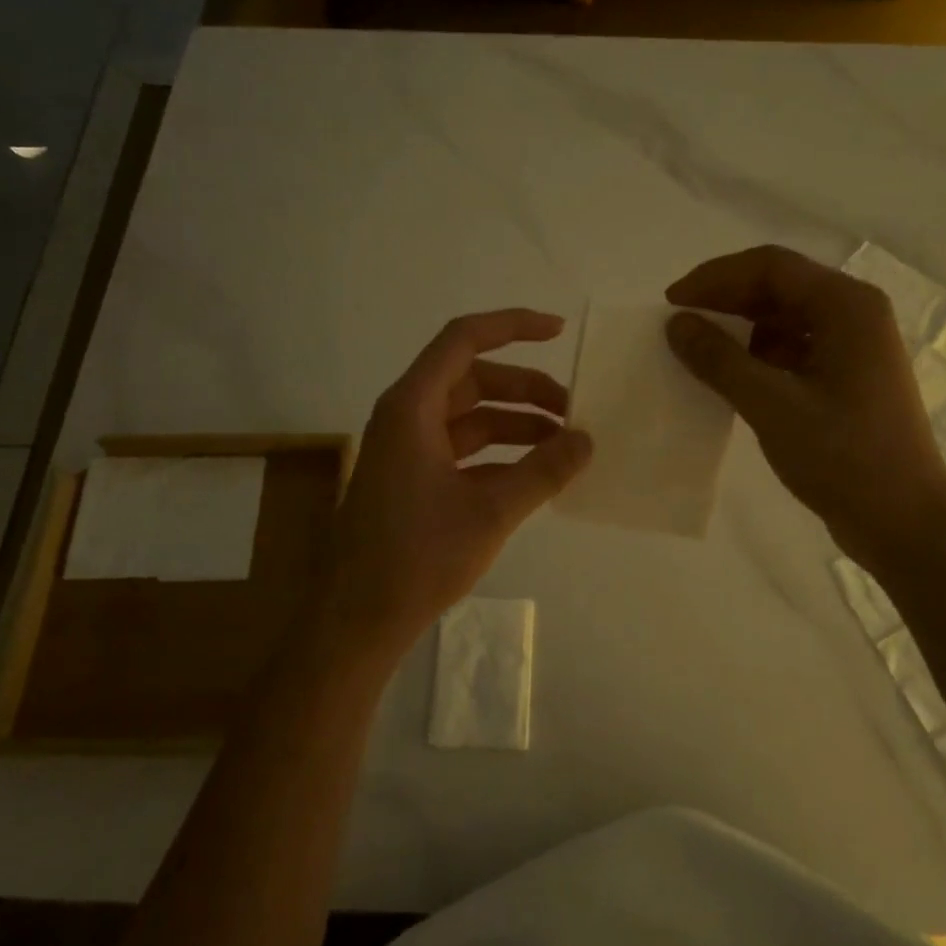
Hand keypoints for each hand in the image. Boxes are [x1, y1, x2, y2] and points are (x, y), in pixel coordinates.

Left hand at [322, 310, 592, 664]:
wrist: (358, 619)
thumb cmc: (418, 557)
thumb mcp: (491, 511)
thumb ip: (544, 470)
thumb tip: (587, 439)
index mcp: (412, 407)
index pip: (464, 340)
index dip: (512, 326)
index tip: (559, 332)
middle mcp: (406, 416)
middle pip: (472, 379)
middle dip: (525, 389)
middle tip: (573, 409)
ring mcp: (407, 449)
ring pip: (469, 416)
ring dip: (515, 423)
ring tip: (563, 444)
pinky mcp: (411, 478)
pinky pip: (462, 449)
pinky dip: (498, 454)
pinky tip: (534, 474)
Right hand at [665, 245, 945, 571]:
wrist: (903, 523)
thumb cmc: (843, 458)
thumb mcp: (772, 406)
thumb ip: (719, 360)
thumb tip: (676, 323)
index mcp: (846, 307)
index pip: (770, 267)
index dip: (714, 278)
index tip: (672, 304)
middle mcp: (853, 315)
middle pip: (778, 287)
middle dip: (724, 301)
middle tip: (678, 325)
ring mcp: (852, 348)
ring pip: (783, 319)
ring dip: (739, 330)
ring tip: (698, 353)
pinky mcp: (846, 378)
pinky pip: (792, 349)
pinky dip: (757, 357)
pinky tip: (730, 379)